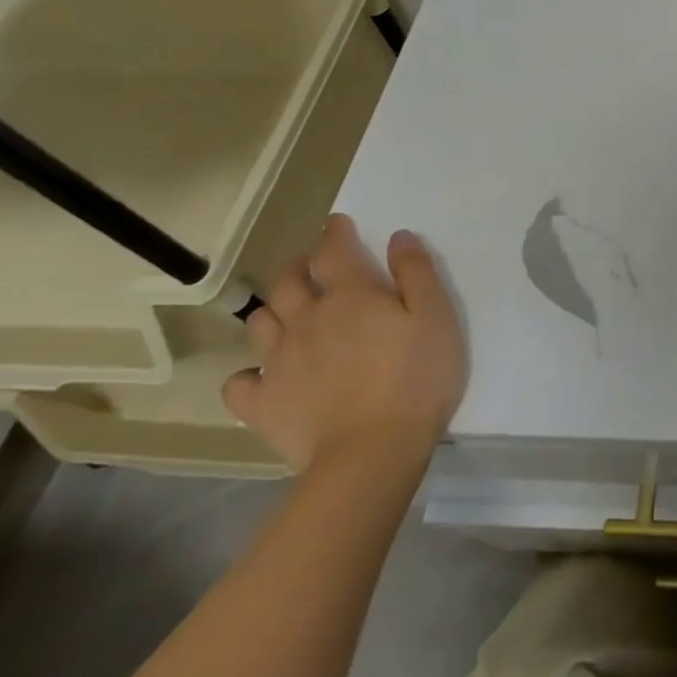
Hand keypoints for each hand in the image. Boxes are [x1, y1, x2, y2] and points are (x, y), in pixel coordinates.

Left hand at [225, 214, 466, 474]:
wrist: (372, 452)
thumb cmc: (416, 377)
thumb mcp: (436, 317)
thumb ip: (417, 273)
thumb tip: (398, 237)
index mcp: (351, 295)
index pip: (333, 250)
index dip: (334, 233)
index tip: (337, 224)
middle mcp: (307, 319)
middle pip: (286, 281)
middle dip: (296, 266)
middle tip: (312, 267)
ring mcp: (279, 362)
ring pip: (260, 322)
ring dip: (273, 311)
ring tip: (289, 315)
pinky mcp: (263, 404)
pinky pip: (240, 381)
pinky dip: (249, 372)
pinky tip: (266, 375)